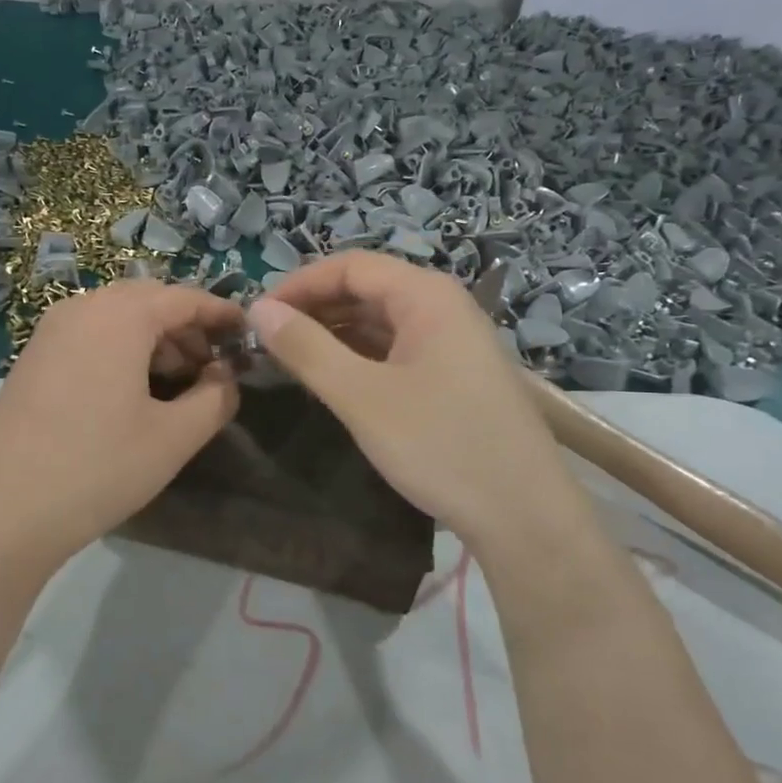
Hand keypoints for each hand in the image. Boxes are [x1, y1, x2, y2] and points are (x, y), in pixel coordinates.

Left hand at [0, 281, 242, 566]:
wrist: (2, 512)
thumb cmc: (99, 468)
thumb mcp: (174, 437)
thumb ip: (216, 398)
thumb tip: (226, 376)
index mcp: (120, 316)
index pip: (184, 298)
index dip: (221, 314)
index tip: (249, 335)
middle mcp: (82, 308)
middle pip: (149, 302)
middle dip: (187, 328)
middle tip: (213, 368)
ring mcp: (51, 331)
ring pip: (117, 318)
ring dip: (155, 340)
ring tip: (177, 384)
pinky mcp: (33, 358)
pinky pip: (91, 336)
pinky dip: (122, 350)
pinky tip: (132, 393)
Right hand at [250, 252, 573, 551]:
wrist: (524, 516)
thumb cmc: (440, 445)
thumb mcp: (362, 396)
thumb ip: (307, 349)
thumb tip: (259, 310)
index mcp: (426, 296)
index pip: (351, 266)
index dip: (299, 284)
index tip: (257, 315)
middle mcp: (443, 307)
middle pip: (367, 290)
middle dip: (314, 309)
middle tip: (267, 341)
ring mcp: (453, 343)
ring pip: (380, 322)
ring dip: (334, 335)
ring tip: (290, 360)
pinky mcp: (454, 376)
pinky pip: (397, 350)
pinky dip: (359, 358)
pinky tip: (333, 381)